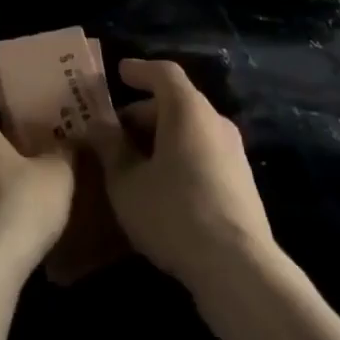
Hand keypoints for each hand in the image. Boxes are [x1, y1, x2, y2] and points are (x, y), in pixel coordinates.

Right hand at [93, 58, 275, 292]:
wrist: (239, 269)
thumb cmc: (174, 213)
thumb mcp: (127, 183)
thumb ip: (110, 149)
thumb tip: (98, 127)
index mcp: (187, 109)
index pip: (163, 73)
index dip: (139, 71)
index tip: (120, 72)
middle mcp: (215, 121)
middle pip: (177, 103)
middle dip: (144, 113)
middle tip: (115, 133)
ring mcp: (233, 153)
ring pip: (191, 131)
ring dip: (161, 139)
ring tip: (134, 163)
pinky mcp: (242, 183)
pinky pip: (203, 154)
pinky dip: (179, 157)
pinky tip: (162, 188)